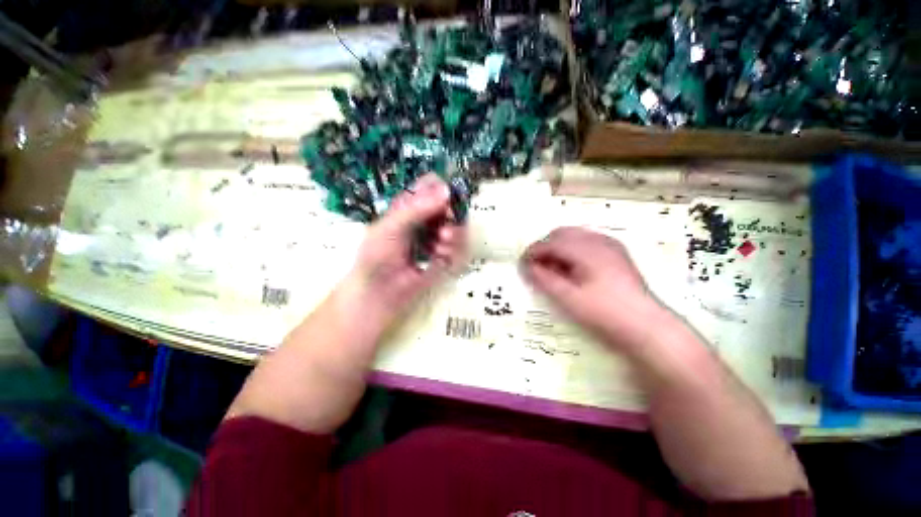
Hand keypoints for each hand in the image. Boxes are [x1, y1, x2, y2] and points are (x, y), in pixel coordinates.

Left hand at [339, 174, 466, 334]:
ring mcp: (435, 239)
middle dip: (453, 213)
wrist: (377, 293)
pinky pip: (460, 249)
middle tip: (446, 224)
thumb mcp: (391, 227)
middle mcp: (425, 218)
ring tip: (443, 243)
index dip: (441, 188)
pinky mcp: (444, 260)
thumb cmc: (376, 256)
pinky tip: (442, 257)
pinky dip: (456, 251)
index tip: (446, 198)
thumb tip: (446, 190)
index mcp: (408, 205)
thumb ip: (417, 208)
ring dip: (456, 233)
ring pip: (459, 226)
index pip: (431, 185)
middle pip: (451, 205)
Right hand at [521, 227, 668, 357]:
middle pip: (564, 234)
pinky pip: (591, 245)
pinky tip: (577, 273)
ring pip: (579, 237)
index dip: (533, 252)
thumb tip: (527, 266)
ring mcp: (612, 247)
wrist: (644, 324)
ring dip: (562, 249)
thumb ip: (546, 281)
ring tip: (554, 273)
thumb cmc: (605, 314)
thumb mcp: (570, 300)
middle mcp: (599, 240)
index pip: (551, 241)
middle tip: (536, 270)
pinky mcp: (620, 257)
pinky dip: (577, 253)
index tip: (521, 267)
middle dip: (547, 248)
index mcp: (585, 247)